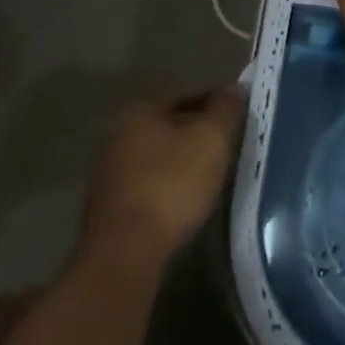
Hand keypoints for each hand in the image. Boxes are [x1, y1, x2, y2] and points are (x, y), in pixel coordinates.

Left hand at [77, 88, 244, 273]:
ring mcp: (108, 171)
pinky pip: (147, 184)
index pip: (187, 96)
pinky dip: (167, 186)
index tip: (236, 120)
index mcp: (139, 109)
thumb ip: (225, 109)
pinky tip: (184, 201)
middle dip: (197, 133)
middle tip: (226, 147)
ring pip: (157, 156)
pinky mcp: (107, 206)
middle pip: (169, 125)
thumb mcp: (211, 140)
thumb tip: (234, 88)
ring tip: (210, 176)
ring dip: (181, 161)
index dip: (215, 105)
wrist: (123, 255)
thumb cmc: (170, 186)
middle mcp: (117, 133)